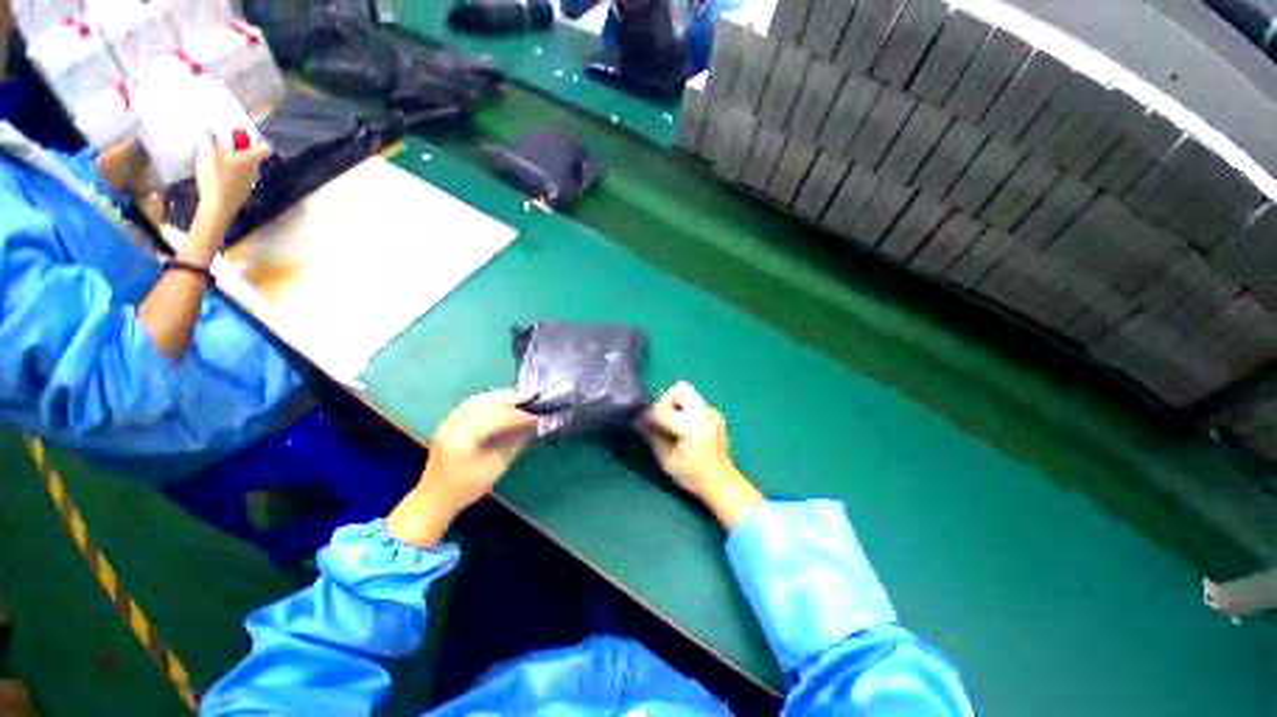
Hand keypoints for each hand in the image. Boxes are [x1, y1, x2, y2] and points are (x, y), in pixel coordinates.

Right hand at [194, 133, 270, 229]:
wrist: (217, 207)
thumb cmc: (216, 176)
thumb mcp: (208, 152)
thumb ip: (207, 138)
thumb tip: (205, 126)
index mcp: (251, 160)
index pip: (264, 148)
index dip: (258, 142)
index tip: (245, 138)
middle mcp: (255, 172)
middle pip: (254, 159)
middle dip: (242, 153)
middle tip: (225, 148)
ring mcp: (250, 185)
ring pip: (246, 171)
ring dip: (236, 165)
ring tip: (218, 162)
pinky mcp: (242, 195)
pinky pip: (239, 181)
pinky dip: (232, 177)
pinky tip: (217, 177)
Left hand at [388, 389, 540, 547]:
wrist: (433, 498)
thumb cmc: (466, 488)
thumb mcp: (495, 468)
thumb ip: (513, 443)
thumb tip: (532, 426)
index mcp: (463, 439)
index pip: (497, 419)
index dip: (519, 416)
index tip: (538, 417)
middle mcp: (453, 425)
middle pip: (486, 404)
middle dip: (511, 399)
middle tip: (531, 396)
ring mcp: (448, 422)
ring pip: (477, 400)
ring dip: (500, 396)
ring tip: (519, 396)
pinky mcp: (448, 423)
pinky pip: (470, 404)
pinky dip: (488, 400)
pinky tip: (500, 401)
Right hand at [639, 382, 762, 529]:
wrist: (722, 483)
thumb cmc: (693, 476)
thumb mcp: (667, 461)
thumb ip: (652, 437)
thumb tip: (637, 420)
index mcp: (693, 427)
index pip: (664, 411)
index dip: (648, 415)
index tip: (639, 421)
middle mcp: (705, 413)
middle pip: (680, 389)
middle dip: (665, 401)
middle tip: (660, 420)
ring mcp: (712, 411)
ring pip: (687, 393)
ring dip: (674, 404)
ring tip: (671, 424)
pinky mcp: (714, 413)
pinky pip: (694, 402)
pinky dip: (684, 409)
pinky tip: (683, 428)